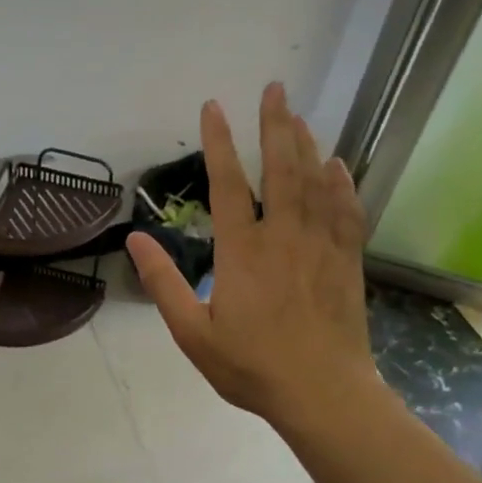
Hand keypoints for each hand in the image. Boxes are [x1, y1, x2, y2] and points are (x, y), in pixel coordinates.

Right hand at [126, 84, 375, 429]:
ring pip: (314, 183)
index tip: (213, 107)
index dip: (219, 142)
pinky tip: (337, 165)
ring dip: (306, 145)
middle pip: (280, 169)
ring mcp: (320, 246)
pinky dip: (341, 184)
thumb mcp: (192, 333)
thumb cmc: (252, 367)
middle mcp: (283, 237)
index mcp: (242, 252)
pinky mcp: (347, 262)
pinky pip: (347, 212)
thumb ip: (163, 283)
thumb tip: (135, 240)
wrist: (323, 395)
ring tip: (298, 115)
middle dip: (275, 125)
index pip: (227, 184)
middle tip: (274, 88)